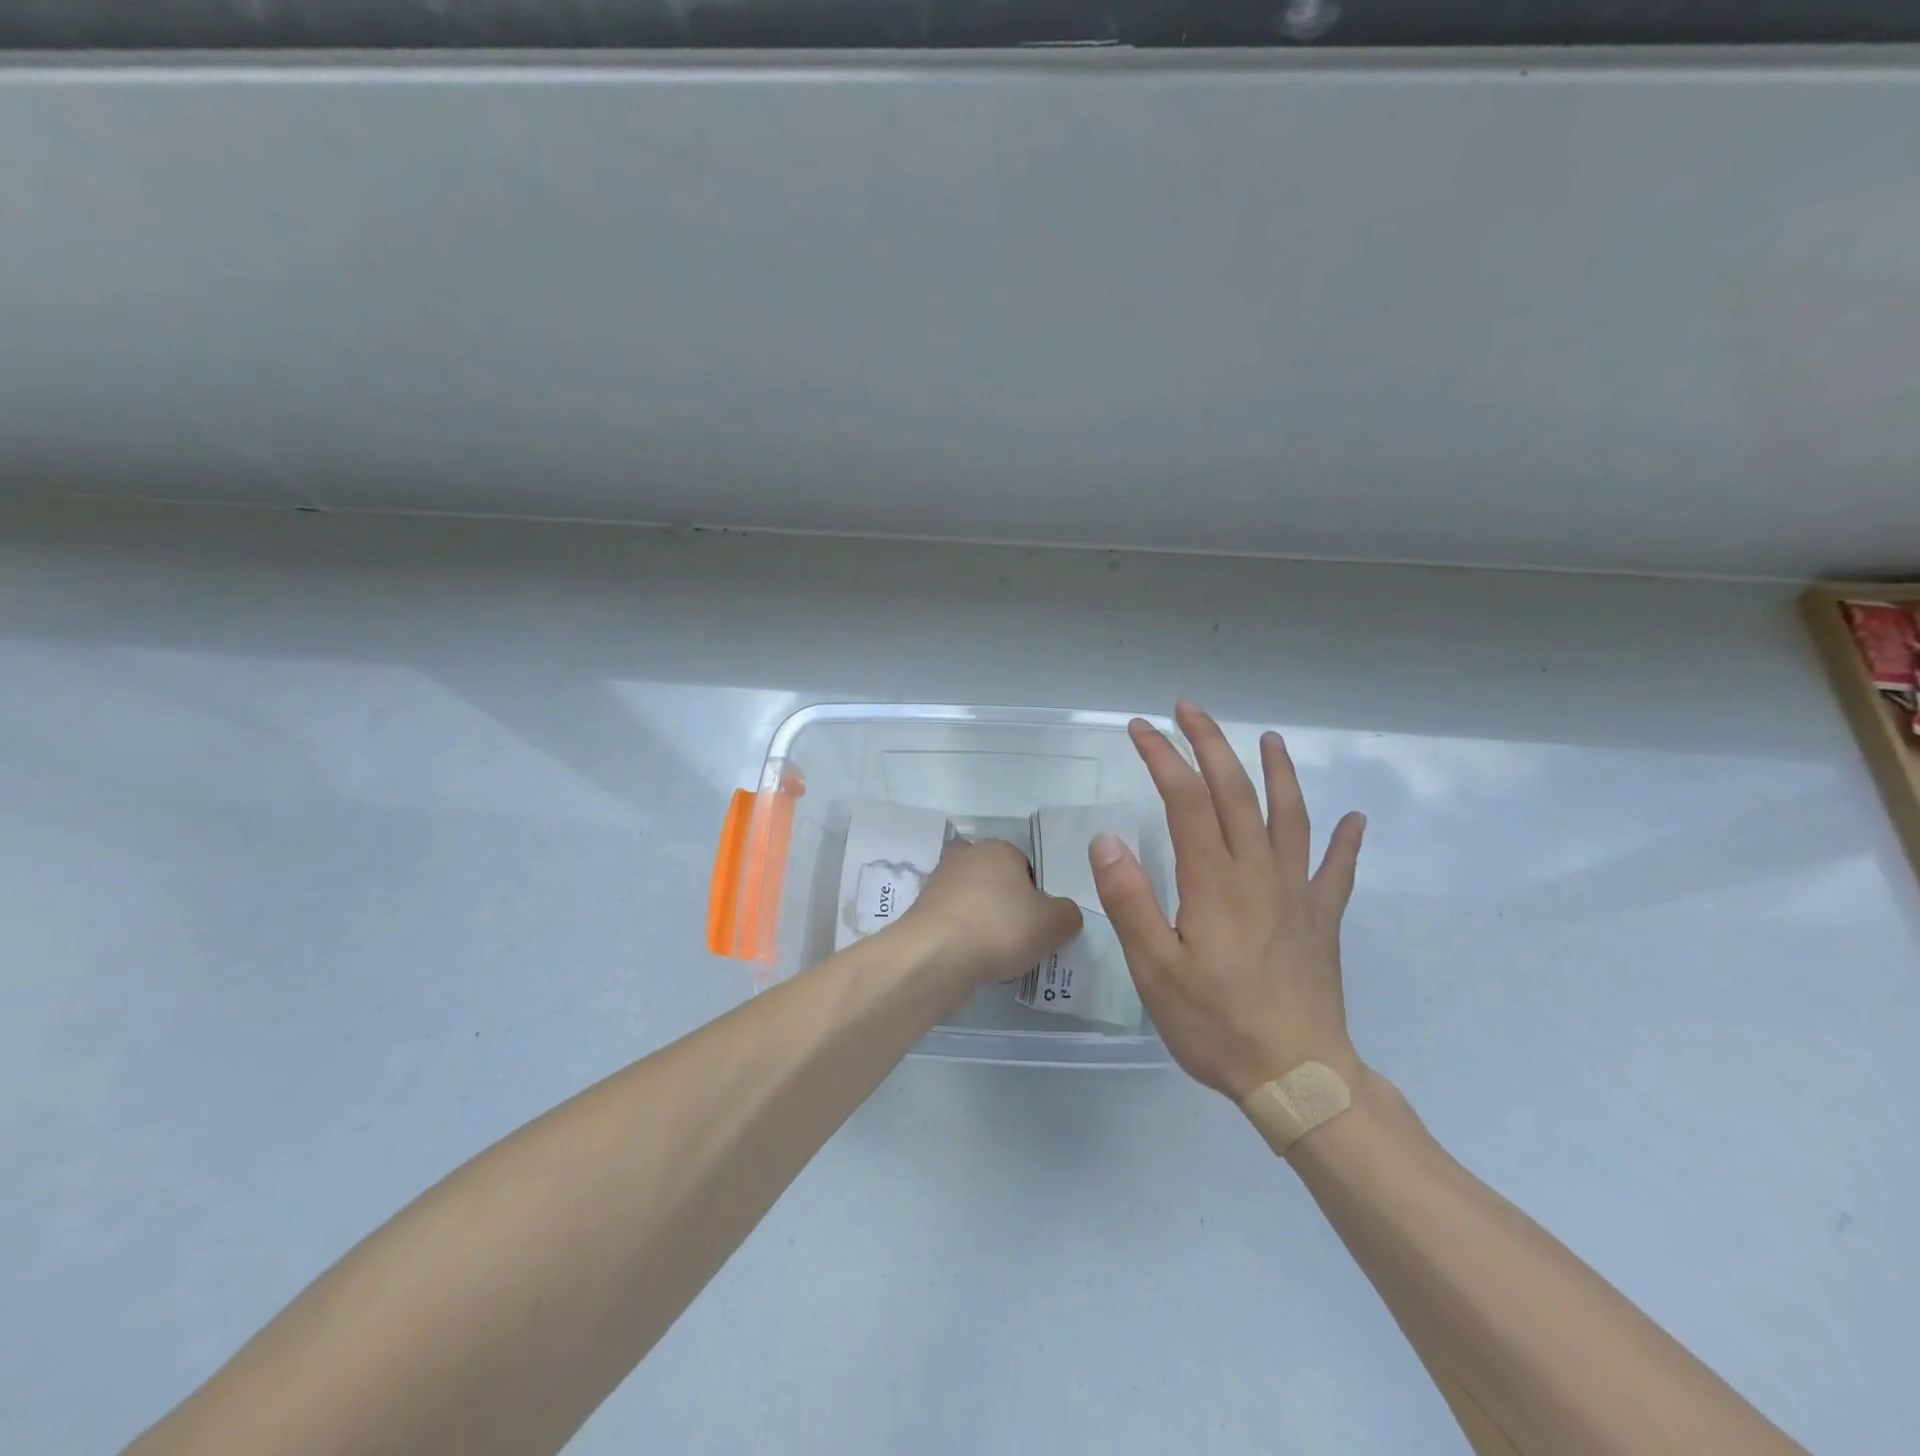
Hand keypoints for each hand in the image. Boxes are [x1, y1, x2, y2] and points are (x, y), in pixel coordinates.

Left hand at [901, 836, 1083, 985]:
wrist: (937, 955)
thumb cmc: (1001, 928)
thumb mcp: (1055, 923)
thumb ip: (1068, 914)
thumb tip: (1062, 914)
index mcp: (999, 848)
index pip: (1026, 868)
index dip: (1036, 897)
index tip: (1037, 924)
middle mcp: (965, 856)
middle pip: (996, 882)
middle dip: (1006, 906)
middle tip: (1017, 938)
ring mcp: (938, 881)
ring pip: (972, 902)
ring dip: (982, 923)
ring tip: (994, 955)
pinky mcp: (920, 909)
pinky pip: (952, 922)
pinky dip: (962, 938)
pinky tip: (970, 960)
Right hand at [1089, 701, 1366, 1100]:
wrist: (1299, 1077)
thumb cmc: (1217, 1024)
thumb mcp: (1155, 969)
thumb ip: (1131, 901)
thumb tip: (1108, 840)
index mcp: (1214, 881)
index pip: (1185, 800)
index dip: (1163, 757)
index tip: (1141, 729)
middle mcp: (1258, 872)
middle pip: (1236, 792)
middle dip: (1211, 744)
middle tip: (1191, 709)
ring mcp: (1297, 893)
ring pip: (1290, 816)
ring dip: (1277, 772)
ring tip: (1269, 738)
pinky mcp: (1322, 920)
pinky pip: (1338, 870)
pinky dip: (1347, 841)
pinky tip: (1355, 820)